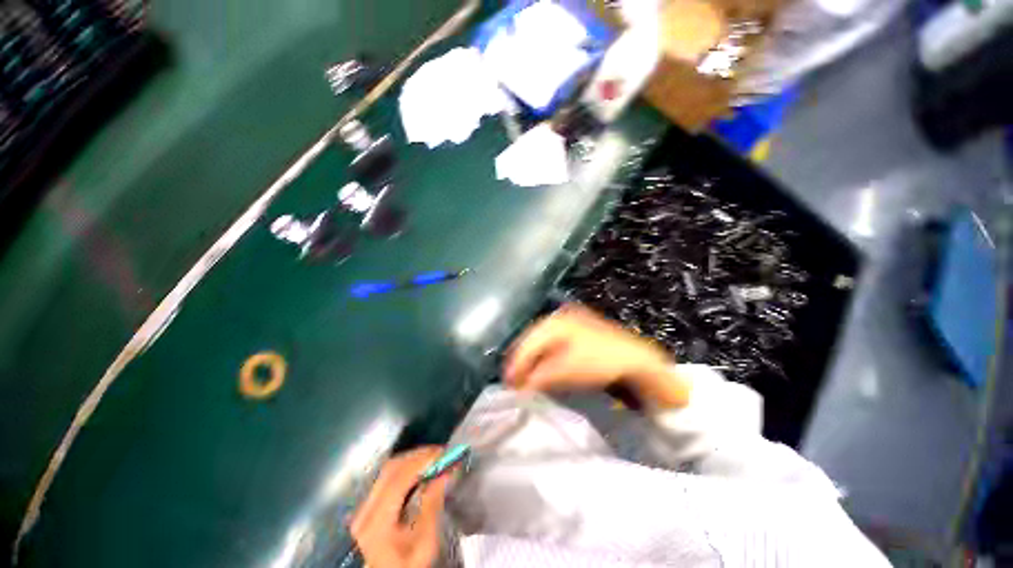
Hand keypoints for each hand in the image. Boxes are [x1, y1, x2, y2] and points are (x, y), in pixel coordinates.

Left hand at [350, 447, 450, 567]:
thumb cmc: (409, 563)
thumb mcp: (425, 543)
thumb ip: (432, 505)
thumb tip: (445, 471)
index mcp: (377, 523)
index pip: (397, 480)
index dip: (421, 462)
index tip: (443, 453)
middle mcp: (365, 510)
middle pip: (391, 470)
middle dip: (419, 456)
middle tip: (442, 452)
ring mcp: (364, 506)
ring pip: (388, 469)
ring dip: (413, 459)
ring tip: (435, 457)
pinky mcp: (368, 503)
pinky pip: (387, 475)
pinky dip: (407, 466)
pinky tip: (421, 467)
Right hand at [504, 304, 690, 407]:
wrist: (636, 359)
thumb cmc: (600, 361)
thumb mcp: (566, 370)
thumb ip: (539, 376)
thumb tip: (519, 386)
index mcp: (555, 321)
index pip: (527, 342)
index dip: (516, 364)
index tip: (508, 385)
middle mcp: (558, 316)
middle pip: (531, 340)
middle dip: (523, 362)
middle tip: (516, 385)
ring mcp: (568, 322)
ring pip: (541, 342)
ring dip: (533, 361)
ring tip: (527, 380)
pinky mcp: (576, 330)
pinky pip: (552, 344)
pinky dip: (545, 358)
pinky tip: (544, 370)